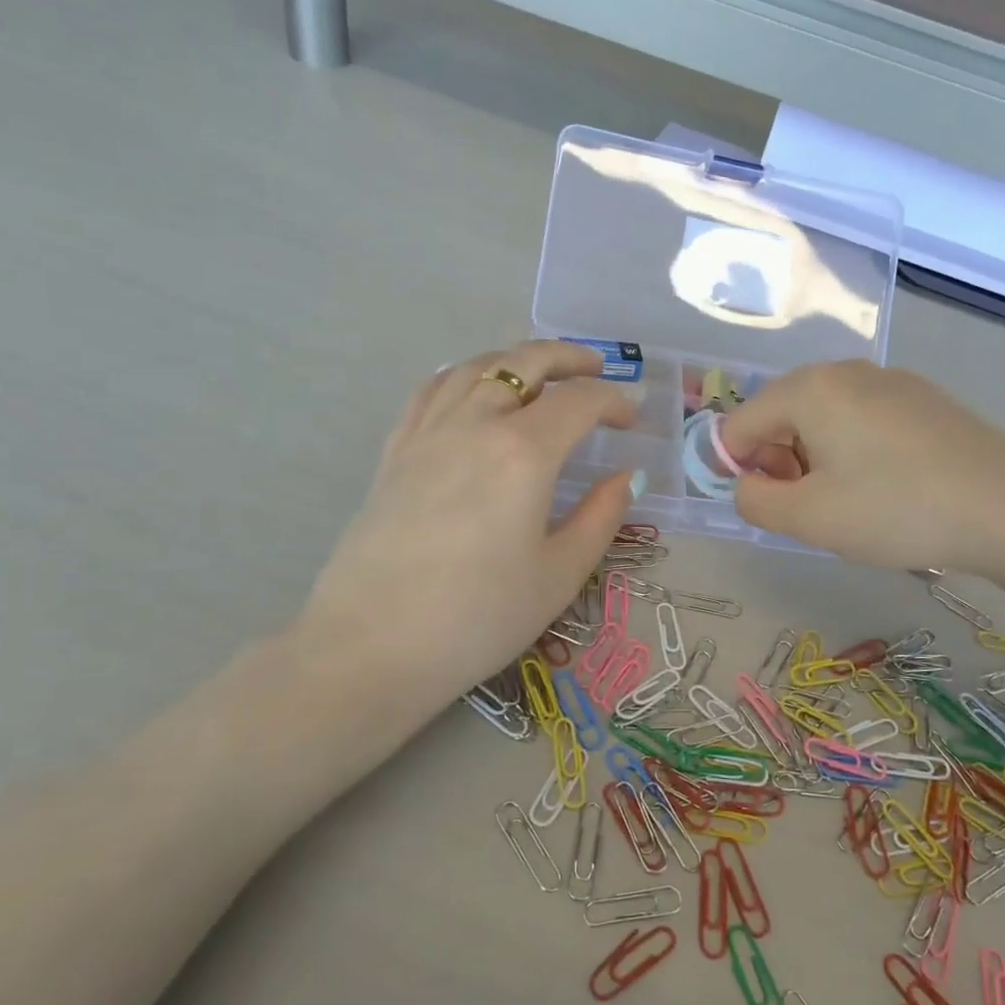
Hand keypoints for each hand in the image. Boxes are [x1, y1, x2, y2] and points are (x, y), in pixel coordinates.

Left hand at [296, 340, 642, 726]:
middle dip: (568, 358)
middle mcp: (474, 424)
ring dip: (515, 359)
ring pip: (475, 368)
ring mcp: (427, 433)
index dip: (613, 401)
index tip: (632, 417)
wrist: (372, 646)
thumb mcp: (559, 575)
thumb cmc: (479, 617)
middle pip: (524, 363)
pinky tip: (470, 389)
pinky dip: (462, 375)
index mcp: (523, 452)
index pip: (578, 402)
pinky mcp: (395, 452)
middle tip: (597, 369)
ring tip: (539, 372)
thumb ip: (600, 517)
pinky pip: (431, 390)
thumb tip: (624, 478)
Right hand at [718, 360, 1004, 579]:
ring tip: (849, 502)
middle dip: (779, 463)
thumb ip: (754, 501)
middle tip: (811, 508)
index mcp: (809, 389)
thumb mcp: (808, 518)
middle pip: (780, 416)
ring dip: (815, 460)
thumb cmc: (896, 510)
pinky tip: (885, 487)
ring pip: (822, 418)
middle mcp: (845, 370)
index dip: (738, 470)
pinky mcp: (922, 398)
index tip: (772, 507)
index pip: (739, 425)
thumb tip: (747, 484)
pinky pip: (861, 419)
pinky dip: (852, 451)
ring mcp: (889, 380)